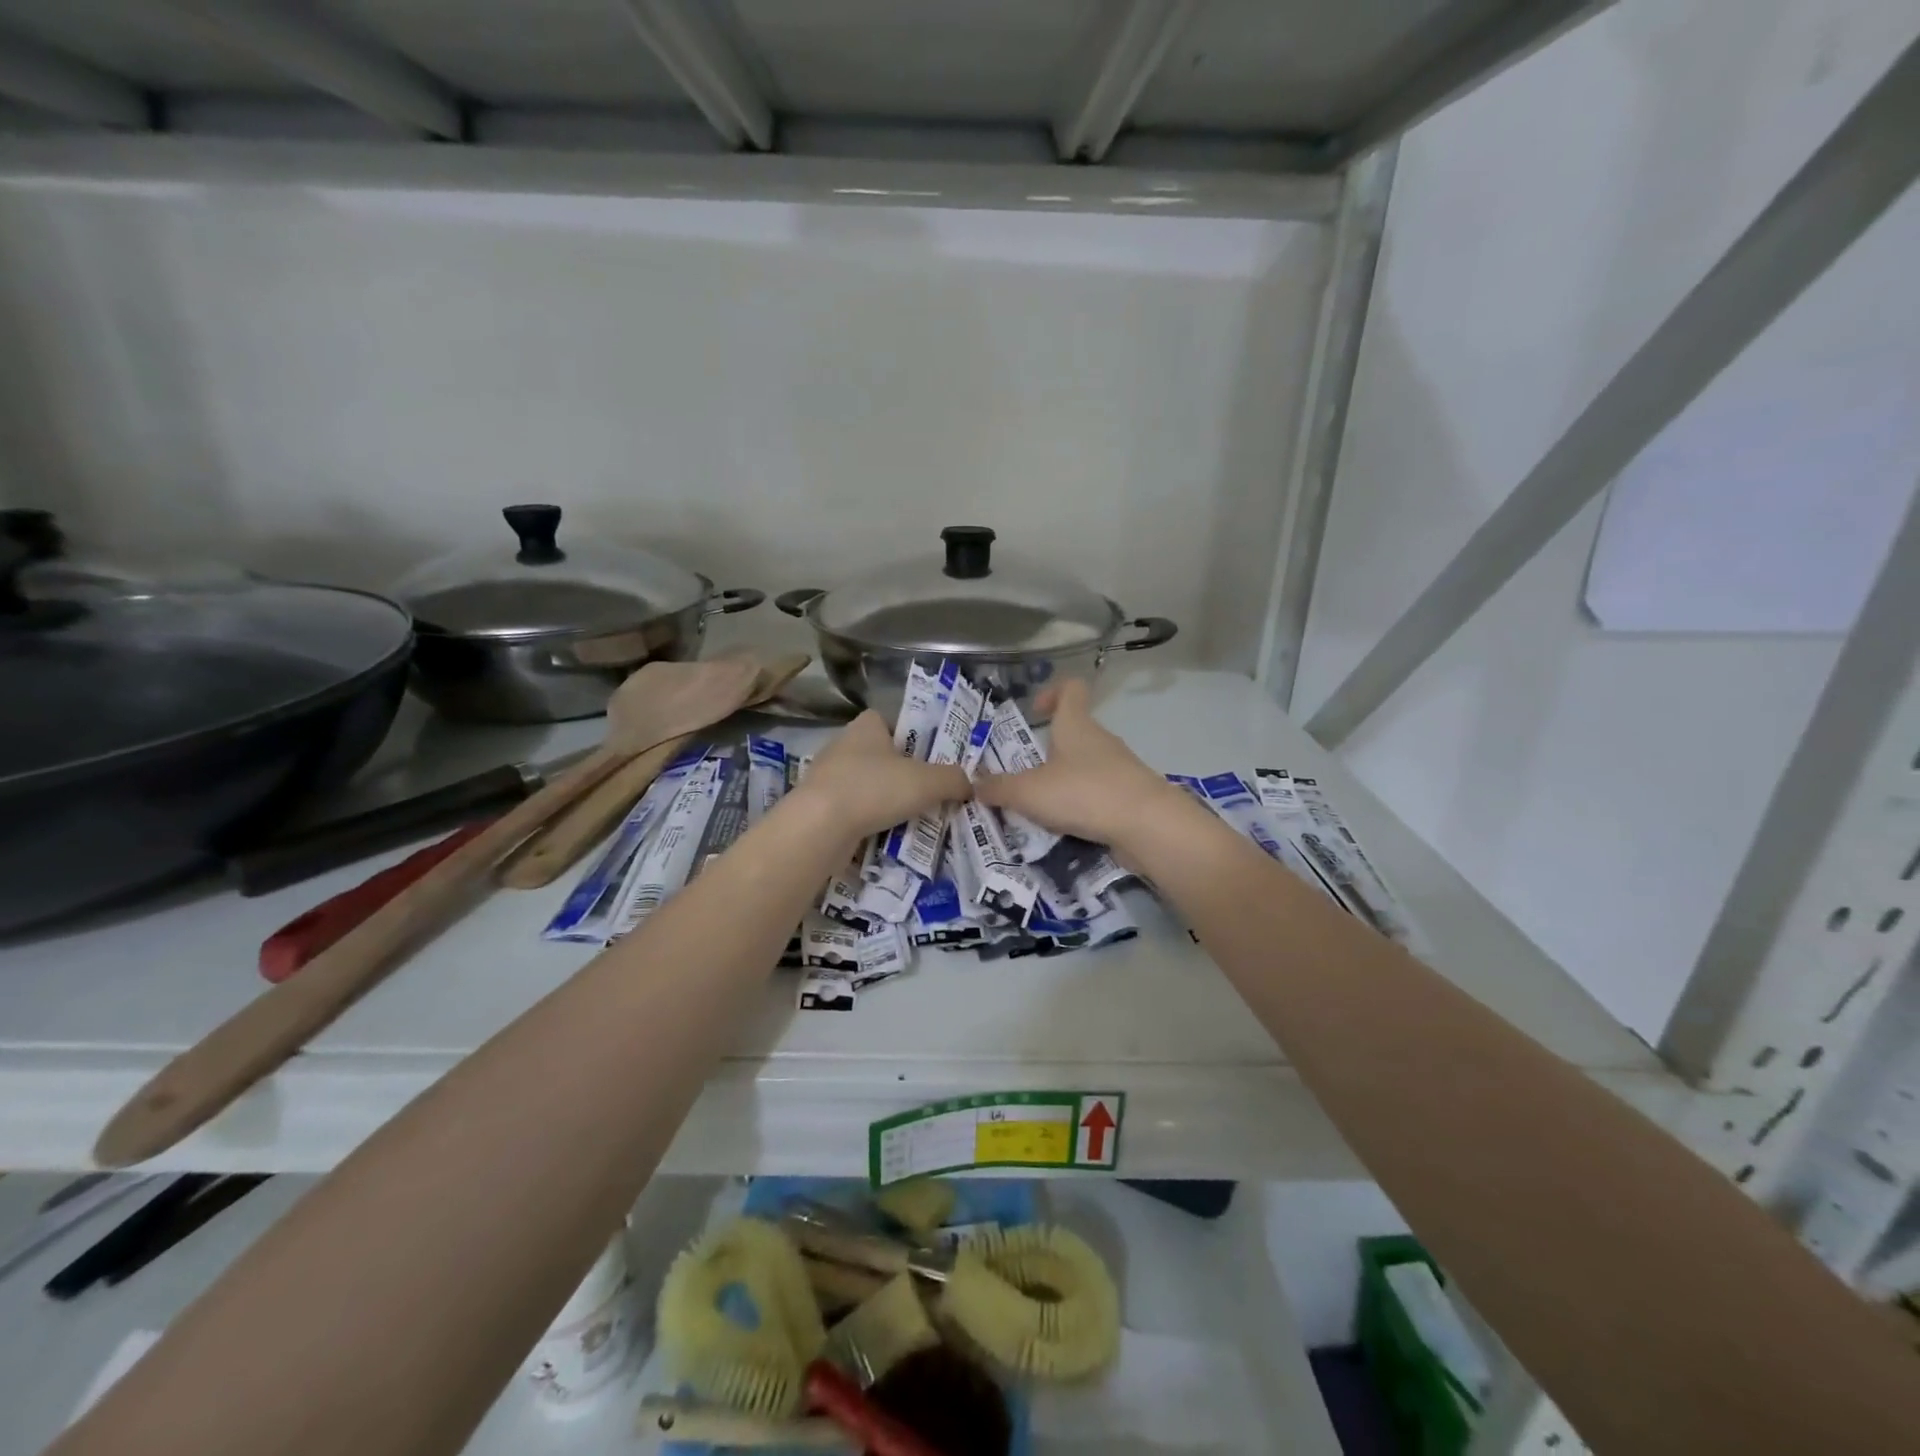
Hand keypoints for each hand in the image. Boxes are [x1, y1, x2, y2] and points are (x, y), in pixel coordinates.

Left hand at [794, 710, 973, 840]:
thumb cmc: (874, 789)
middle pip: (881, 755)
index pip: (892, 721)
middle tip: (930, 791)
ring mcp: (827, 776)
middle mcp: (843, 744)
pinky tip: (886, 834)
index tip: (931, 758)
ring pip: (866, 784)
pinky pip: (853, 809)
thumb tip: (970, 785)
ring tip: (913, 817)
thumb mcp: (927, 781)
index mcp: (866, 725)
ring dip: (885, 799)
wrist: (819, 827)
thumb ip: (953, 779)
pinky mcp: (819, 806)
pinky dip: (869, 819)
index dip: (913, 736)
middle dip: (903, 772)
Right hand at [973, 681, 1189, 853]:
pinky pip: (1097, 793)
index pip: (1070, 689)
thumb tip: (974, 785)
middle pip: (1073, 731)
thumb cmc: (1084, 793)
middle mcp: (1099, 740)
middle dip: (1047, 750)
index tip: (1033, 711)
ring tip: (1038, 806)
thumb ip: (998, 788)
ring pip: (1084, 765)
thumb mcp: (1029, 792)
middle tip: (1021, 773)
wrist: (1147, 825)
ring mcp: (1119, 767)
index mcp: (1076, 725)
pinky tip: (1064, 825)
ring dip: (1062, 780)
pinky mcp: (1129, 796)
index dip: (1051, 692)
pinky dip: (1080, 804)